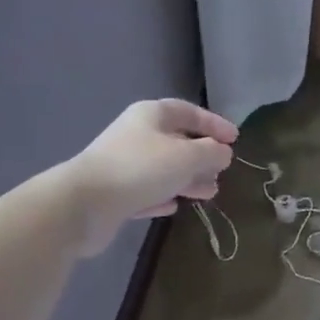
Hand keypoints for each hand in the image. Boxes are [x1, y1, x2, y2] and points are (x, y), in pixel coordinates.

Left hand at [66, 100, 237, 255]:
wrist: (84, 204)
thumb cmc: (140, 169)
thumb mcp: (186, 156)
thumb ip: (211, 152)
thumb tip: (223, 152)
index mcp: (151, 116)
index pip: (188, 112)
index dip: (214, 123)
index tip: (235, 139)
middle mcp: (136, 135)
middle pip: (176, 141)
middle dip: (202, 156)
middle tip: (222, 170)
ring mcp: (124, 165)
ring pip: (163, 169)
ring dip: (188, 179)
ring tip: (210, 193)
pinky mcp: (115, 194)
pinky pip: (147, 191)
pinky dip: (163, 196)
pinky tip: (174, 206)